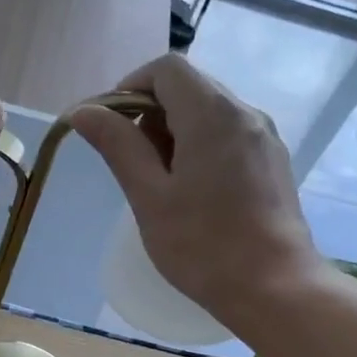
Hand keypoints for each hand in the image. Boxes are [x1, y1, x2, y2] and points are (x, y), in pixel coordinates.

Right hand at [73, 55, 319, 332]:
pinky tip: (192, 193)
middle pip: (189, 87)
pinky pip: (229, 135)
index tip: (110, 127)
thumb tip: (82, 111)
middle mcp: (245, 113)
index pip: (167, 69)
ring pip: (209, 112)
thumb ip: (117, 146)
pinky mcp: (272, 162)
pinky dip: (200, 147)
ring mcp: (264, 138)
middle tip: (132, 163)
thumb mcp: (149, 196)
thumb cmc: (203, 245)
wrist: (274, 288)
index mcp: (212, 114)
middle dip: (151, 114)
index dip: (130, 87)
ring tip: (159, 184)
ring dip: (174, 133)